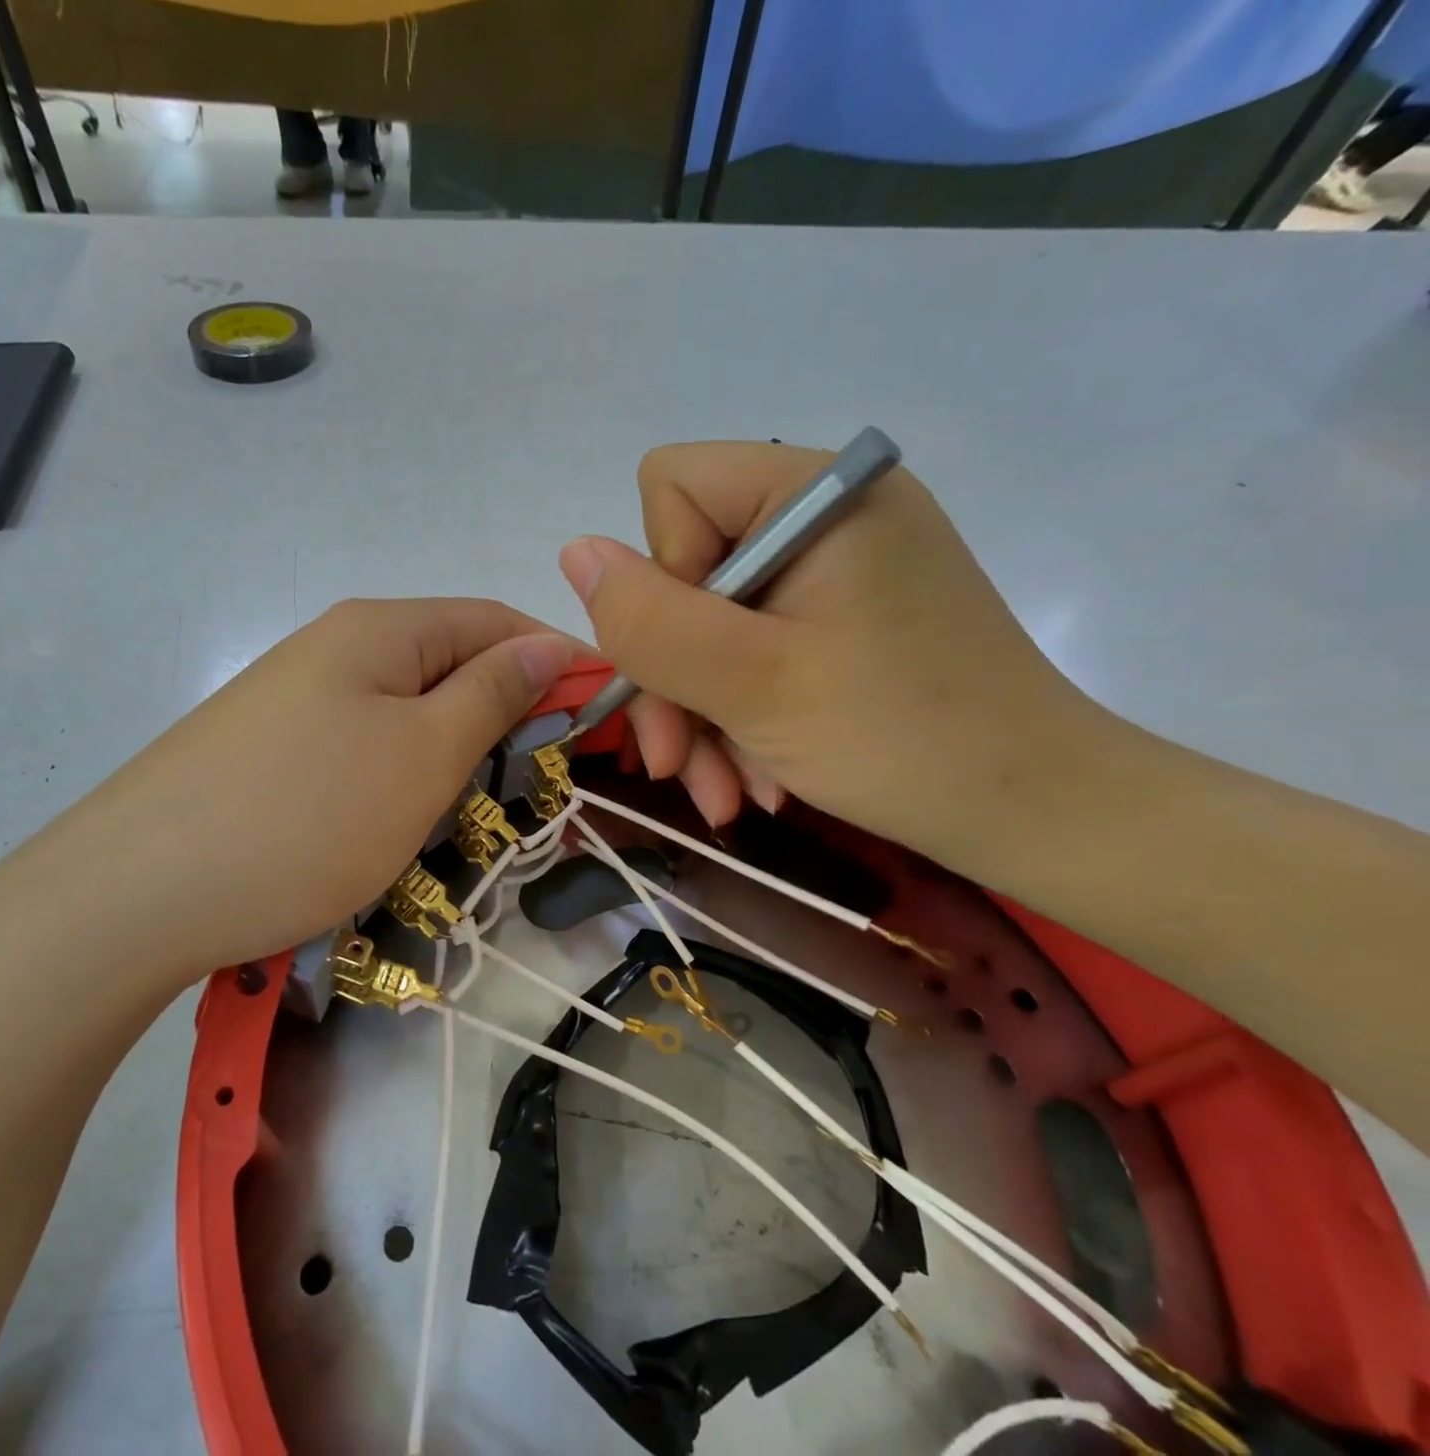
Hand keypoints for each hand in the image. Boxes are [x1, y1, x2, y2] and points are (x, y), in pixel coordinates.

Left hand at [0, 599, 574, 993]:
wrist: (137, 891)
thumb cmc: (307, 815)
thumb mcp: (424, 752)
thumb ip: (493, 692)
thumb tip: (548, 644)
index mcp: (381, 628)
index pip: (496, 621)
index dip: (557, 663)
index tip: (602, 722)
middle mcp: (336, 646)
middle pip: (450, 666)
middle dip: (502, 718)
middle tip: (533, 787)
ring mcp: (295, 698)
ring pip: (406, 714)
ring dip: (449, 758)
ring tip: (464, 816)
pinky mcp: (268, 750)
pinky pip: (360, 750)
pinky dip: (397, 781)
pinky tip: (392, 825)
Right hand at [558, 441, 1105, 865]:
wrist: (1037, 815)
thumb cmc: (904, 741)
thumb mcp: (754, 683)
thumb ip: (651, 619)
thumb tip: (573, 551)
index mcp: (818, 493)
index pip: (673, 488)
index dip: (662, 579)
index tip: (698, 662)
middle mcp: (824, 515)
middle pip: (685, 570)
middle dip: (673, 678)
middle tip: (679, 766)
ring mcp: (833, 571)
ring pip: (708, 624)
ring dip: (701, 715)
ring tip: (725, 795)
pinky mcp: (840, 620)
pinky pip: (750, 652)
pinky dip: (738, 717)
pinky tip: (754, 781)